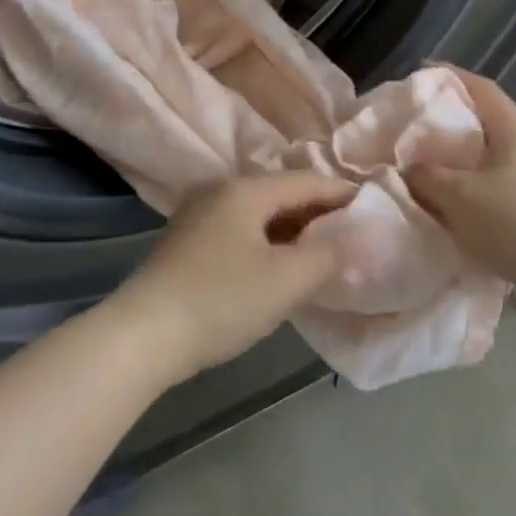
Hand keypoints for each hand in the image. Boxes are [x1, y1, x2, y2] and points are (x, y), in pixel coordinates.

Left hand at [109, 173, 356, 384]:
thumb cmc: (221, 300)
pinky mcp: (187, 242)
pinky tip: (279, 264)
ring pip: (258, 214)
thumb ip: (327, 256)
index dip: (340, 193)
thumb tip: (358, 240)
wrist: (143, 334)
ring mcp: (198, 215)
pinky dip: (267, 241)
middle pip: (280, 193)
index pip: (305, 181)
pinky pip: (240, 230)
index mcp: (245, 190)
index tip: (372, 205)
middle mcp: (219, 191)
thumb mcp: (284, 281)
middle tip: (352, 231)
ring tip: (322, 250)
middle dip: (316, 212)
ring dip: (291, 229)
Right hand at [403, 69, 515, 293]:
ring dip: (460, 164)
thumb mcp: (459, 197)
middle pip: (485, 123)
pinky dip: (475, 192)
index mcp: (514, 129)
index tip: (417, 76)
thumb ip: (426, 177)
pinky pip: (501, 188)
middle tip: (412, 132)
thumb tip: (409, 168)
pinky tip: (457, 211)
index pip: (480, 88)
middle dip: (448, 125)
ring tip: (427, 174)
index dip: (448, 76)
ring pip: (492, 159)